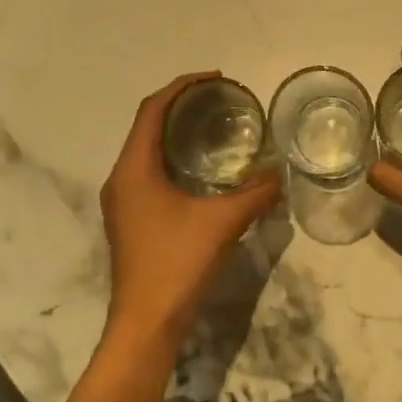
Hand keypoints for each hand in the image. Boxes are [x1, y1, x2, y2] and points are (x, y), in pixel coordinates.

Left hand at [100, 73, 280, 347]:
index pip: (152, 110)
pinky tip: (205, 173)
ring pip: (148, 153)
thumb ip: (255, 194)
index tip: (216, 79)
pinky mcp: (132, 221)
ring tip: (215, 130)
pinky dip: (176, 161)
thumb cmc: (177, 264)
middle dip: (181, 108)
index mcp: (133, 169)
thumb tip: (280, 175)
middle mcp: (121, 179)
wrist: (147, 322)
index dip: (182, 87)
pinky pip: (151, 174)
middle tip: (220, 103)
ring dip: (178, 135)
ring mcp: (123, 202)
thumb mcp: (222, 223)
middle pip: (147, 127)